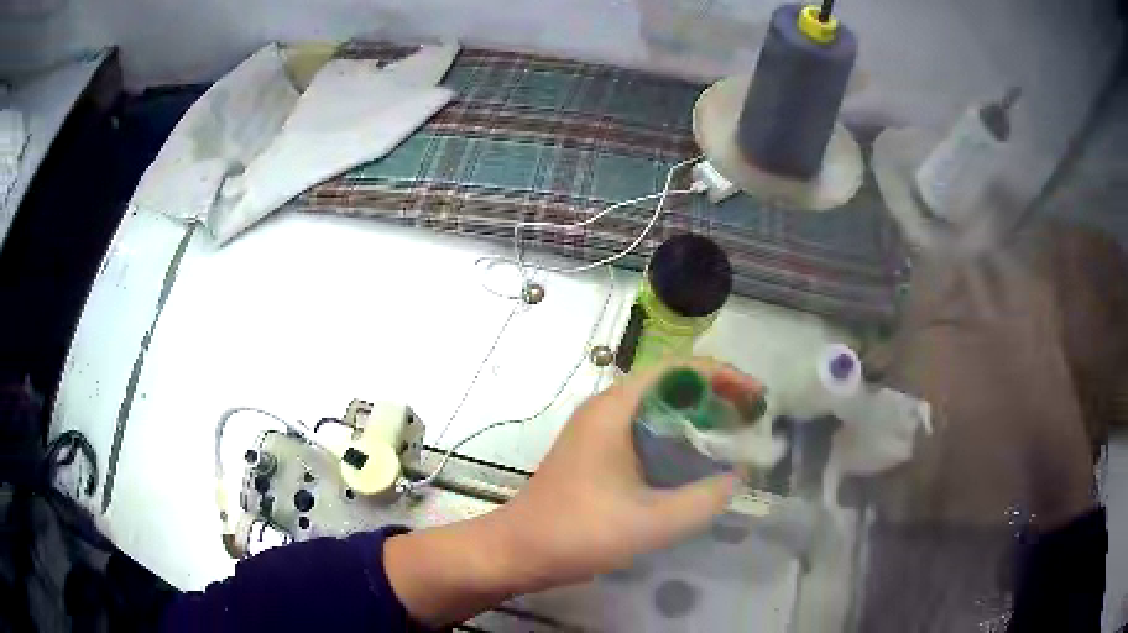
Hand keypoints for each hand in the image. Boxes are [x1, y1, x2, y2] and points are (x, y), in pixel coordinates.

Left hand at [385, 358, 754, 625]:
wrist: (518, 551)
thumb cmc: (577, 532)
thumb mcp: (650, 522)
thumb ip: (703, 500)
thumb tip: (735, 478)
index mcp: (615, 409)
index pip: (679, 369)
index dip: (723, 375)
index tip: (756, 398)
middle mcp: (607, 409)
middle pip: (671, 384)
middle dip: (715, 396)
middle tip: (751, 419)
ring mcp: (599, 431)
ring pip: (659, 409)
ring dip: (698, 417)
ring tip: (733, 438)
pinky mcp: (598, 453)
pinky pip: (647, 432)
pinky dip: (678, 438)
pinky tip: (696, 464)